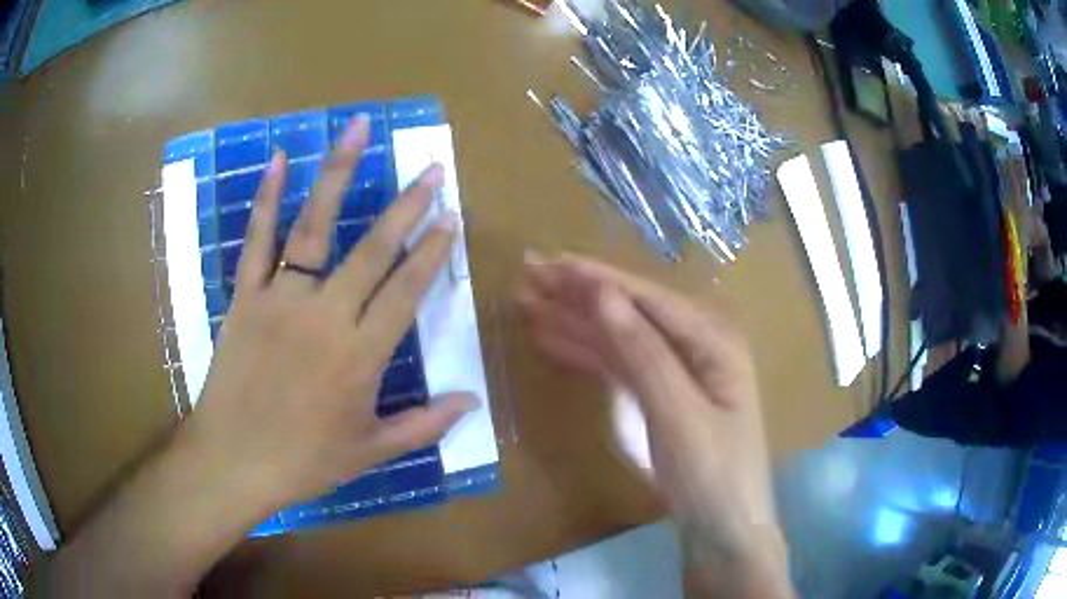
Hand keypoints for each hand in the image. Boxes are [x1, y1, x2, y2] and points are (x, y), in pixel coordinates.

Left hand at [183, 116, 475, 511]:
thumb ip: (424, 424)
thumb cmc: (304, 461)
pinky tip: (279, 159)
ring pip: (315, 227)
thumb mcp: (370, 451)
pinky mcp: (246, 296)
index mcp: (361, 355)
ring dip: (339, 173)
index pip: (407, 290)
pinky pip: (257, 240)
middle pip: (373, 249)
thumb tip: (472, 401)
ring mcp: (281, 299)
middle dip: (407, 206)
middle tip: (430, 171)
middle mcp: (326, 315)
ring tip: (358, 130)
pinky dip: (266, 198)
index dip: (432, 252)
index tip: (450, 218)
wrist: (234, 461)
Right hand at [520, 255, 789, 596]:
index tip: (549, 263)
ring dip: (575, 321)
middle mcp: (695, 346)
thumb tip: (602, 294)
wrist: (723, 531)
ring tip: (528, 304)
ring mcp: (675, 373)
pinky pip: (617, 366)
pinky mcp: (658, 397)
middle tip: (528, 275)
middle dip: (579, 294)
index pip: (646, 298)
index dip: (595, 279)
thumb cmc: (712, 475)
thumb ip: (643, 353)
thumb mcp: (679, 414)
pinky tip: (554, 342)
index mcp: (712, 340)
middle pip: (629, 312)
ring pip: (617, 337)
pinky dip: (585, 353)